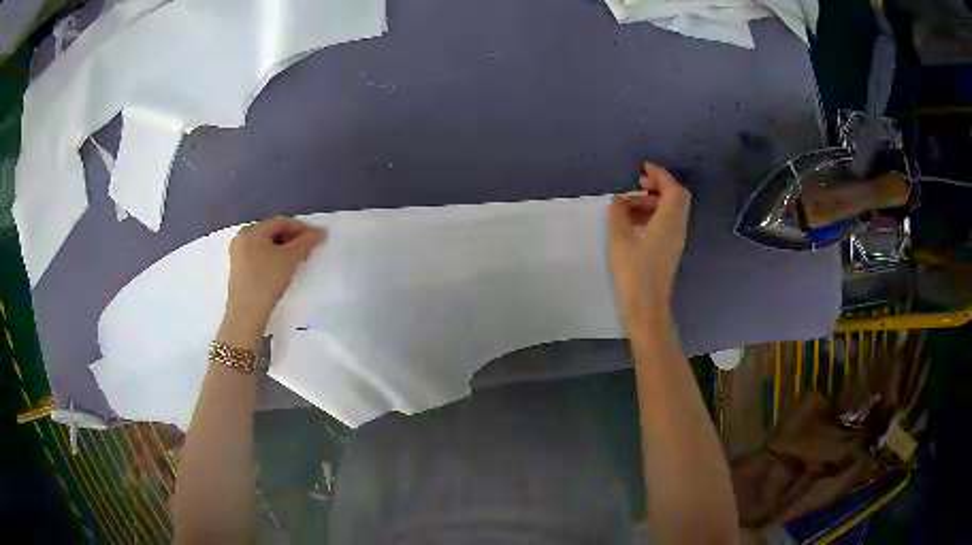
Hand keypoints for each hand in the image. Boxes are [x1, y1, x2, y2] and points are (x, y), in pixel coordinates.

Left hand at [221, 217, 325, 344]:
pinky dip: (273, 257)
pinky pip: (259, 255)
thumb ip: (305, 242)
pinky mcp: (239, 268)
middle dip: (292, 239)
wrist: (246, 313)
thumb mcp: (289, 259)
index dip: (301, 228)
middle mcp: (242, 237)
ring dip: (284, 249)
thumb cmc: (266, 280)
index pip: (281, 222)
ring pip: (266, 244)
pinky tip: (282, 268)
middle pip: (273, 232)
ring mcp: (238, 253)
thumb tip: (320, 232)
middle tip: (308, 251)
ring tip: (297, 260)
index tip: (317, 239)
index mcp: (251, 231)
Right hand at [608, 163, 689, 324]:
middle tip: (637, 185)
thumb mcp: (620, 239)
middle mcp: (677, 227)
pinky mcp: (670, 250)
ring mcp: (675, 240)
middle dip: (658, 186)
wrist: (646, 306)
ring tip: (628, 206)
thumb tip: (618, 200)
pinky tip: (633, 223)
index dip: (660, 175)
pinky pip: (666, 223)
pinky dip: (653, 215)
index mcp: (669, 221)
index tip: (642, 169)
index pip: (673, 189)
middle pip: (676, 198)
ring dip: (652, 202)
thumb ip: (618, 214)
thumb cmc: (633, 272)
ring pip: (670, 211)